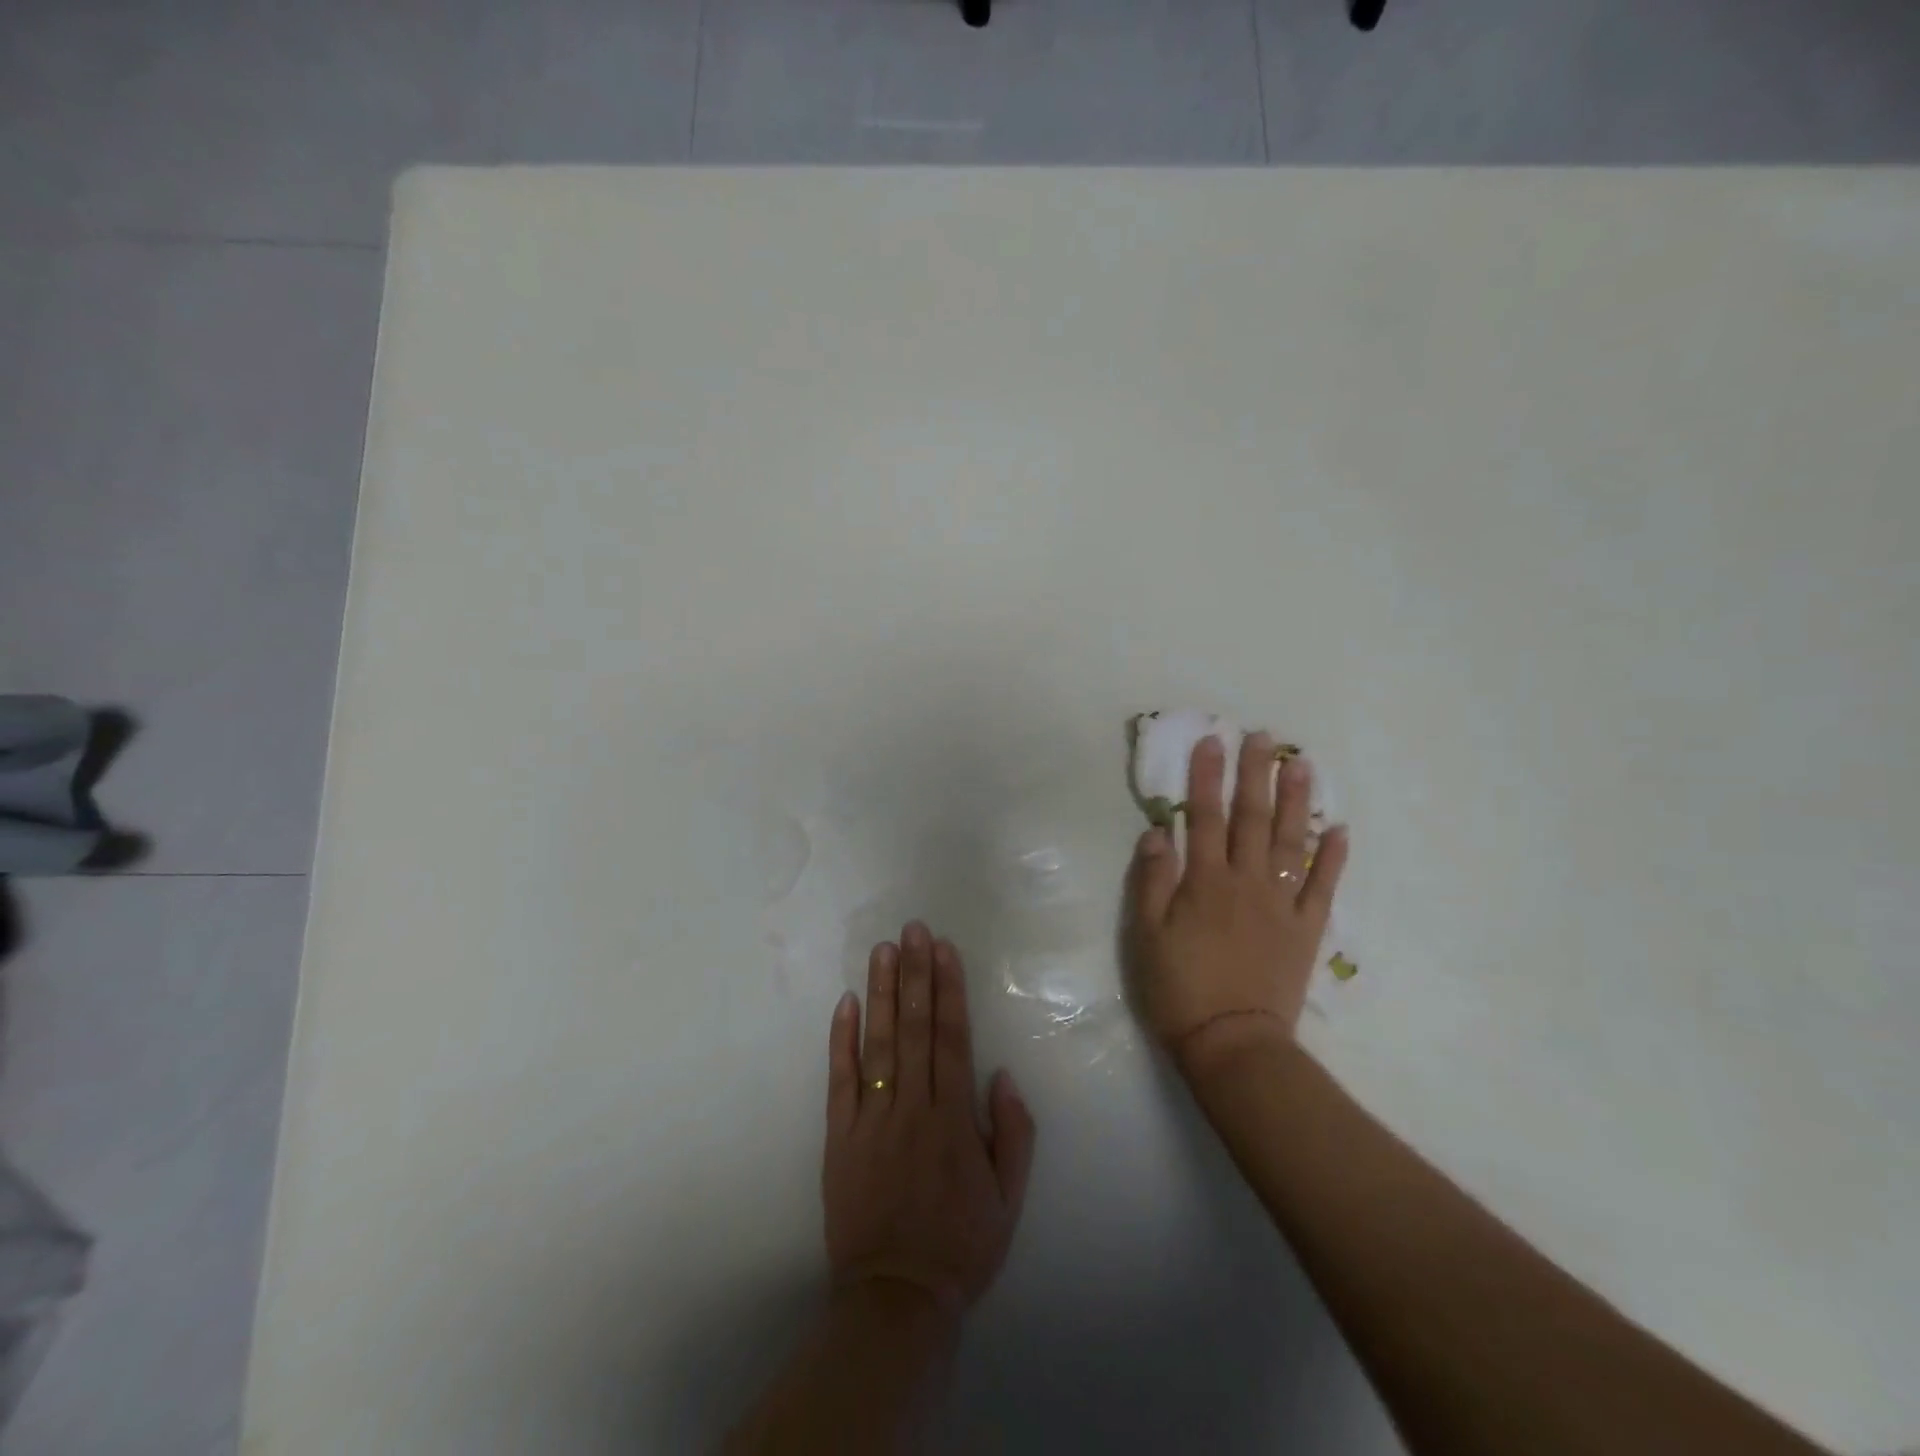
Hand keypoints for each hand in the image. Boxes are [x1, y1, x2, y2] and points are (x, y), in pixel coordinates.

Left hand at [823, 922, 1036, 1314]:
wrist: (895, 1298)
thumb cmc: (960, 1245)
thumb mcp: (1009, 1197)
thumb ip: (1012, 1131)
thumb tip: (1000, 1073)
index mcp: (954, 1119)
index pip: (951, 1038)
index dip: (948, 990)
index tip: (944, 949)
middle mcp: (912, 1107)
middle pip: (914, 1028)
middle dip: (915, 974)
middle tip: (913, 929)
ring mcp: (871, 1119)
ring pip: (878, 1044)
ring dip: (881, 993)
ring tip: (883, 949)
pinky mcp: (839, 1137)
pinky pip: (840, 1081)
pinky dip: (841, 1040)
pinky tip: (845, 1003)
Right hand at [1125, 732, 1349, 1076]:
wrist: (1232, 1043)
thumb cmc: (1178, 987)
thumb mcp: (1145, 935)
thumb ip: (1151, 880)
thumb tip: (1157, 831)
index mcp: (1205, 881)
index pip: (1204, 816)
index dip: (1206, 777)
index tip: (1212, 741)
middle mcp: (1246, 882)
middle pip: (1252, 818)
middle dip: (1255, 774)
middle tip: (1262, 737)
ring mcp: (1282, 904)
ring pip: (1292, 842)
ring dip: (1297, 801)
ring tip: (1302, 765)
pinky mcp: (1306, 930)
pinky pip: (1323, 887)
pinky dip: (1333, 858)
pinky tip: (1341, 829)